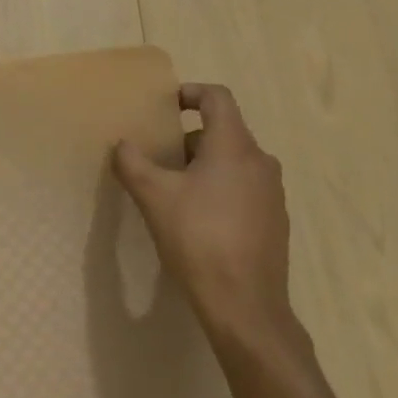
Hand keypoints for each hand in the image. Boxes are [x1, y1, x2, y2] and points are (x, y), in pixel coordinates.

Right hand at [113, 83, 296, 358]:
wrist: (244, 304)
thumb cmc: (198, 238)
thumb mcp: (153, 197)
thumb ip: (133, 163)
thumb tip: (123, 145)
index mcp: (234, 146)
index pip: (217, 98)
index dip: (190, 93)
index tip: (166, 105)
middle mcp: (260, 162)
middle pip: (223, 131)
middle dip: (188, 139)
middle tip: (159, 159)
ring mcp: (272, 193)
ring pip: (233, 162)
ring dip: (203, 166)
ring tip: (174, 191)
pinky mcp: (275, 221)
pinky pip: (243, 188)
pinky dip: (220, 190)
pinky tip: (198, 221)